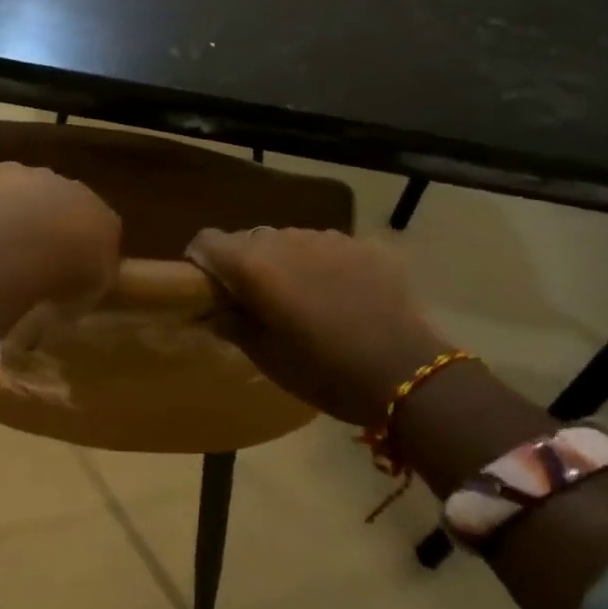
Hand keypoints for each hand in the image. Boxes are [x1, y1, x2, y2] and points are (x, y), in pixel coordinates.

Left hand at [0, 163, 121, 332]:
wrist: (30, 244)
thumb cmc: (69, 275)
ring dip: (18, 214)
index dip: (81, 249)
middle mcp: (79, 191)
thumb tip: (79, 288)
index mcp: (107, 220)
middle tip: (31, 256)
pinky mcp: (4, 171)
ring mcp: (40, 177)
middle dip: (50, 225)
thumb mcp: (89, 294)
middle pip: (64, 206)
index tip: (68, 269)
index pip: (100, 230)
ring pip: (29, 195)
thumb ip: (88, 284)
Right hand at [185, 228, 448, 427]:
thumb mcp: (267, 357)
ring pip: (288, 240)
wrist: (406, 371)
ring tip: (302, 299)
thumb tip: (214, 309)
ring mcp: (327, 237)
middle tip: (257, 302)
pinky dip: (321, 264)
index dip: (201, 261)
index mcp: (254, 265)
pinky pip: (326, 247)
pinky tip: (339, 295)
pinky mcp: (362, 244)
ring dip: (284, 263)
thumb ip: (233, 324)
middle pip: (249, 239)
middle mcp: (285, 239)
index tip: (210, 289)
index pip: (207, 241)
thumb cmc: (324, 371)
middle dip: (245, 265)